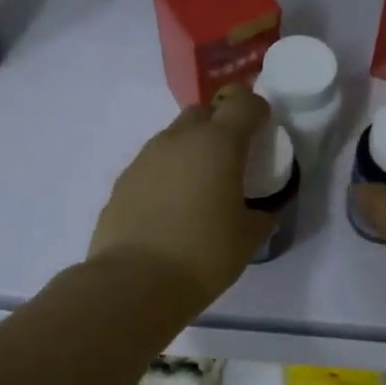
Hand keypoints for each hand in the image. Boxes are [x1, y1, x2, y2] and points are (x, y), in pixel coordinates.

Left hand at [89, 91, 275, 308]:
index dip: (256, 110)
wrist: (135, 281)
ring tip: (199, 190)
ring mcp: (145, 158)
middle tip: (230, 161)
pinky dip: (166, 176)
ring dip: (190, 153)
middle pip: (203, 113)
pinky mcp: (123, 181)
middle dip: (220, 127)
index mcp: (218, 144)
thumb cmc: (204, 254)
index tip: (262, 131)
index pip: (243, 103)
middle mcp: (179, 140)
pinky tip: (170, 210)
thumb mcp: (248, 238)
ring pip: (174, 139)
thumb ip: (260, 216)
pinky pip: (153, 166)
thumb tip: (258, 213)